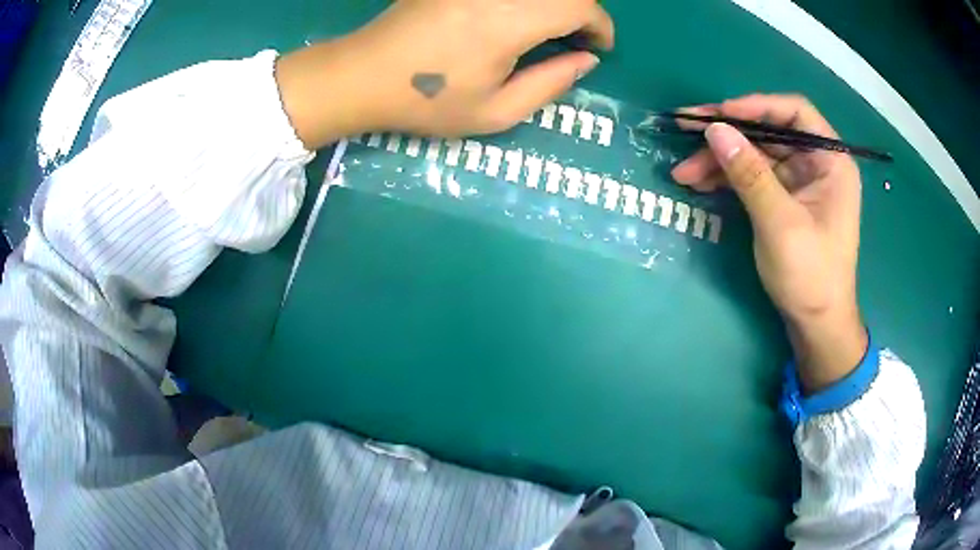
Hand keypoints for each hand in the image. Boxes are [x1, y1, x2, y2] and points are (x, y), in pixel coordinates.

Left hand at [276, 0, 613, 148]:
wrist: (363, 75)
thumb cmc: (427, 101)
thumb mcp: (496, 112)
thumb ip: (550, 84)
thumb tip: (587, 60)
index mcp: (510, 19)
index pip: (580, 6)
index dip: (601, 26)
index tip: (599, 48)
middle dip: (583, 12)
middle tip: (576, 40)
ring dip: (555, 5)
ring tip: (549, 32)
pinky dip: (528, 1)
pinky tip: (517, 19)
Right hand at [671, 94, 867, 392]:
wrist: (816, 325)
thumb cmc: (811, 276)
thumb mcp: (780, 223)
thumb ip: (750, 174)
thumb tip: (715, 129)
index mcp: (830, 162)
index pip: (794, 113)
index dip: (756, 106)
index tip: (720, 115)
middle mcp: (816, 164)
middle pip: (768, 133)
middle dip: (728, 134)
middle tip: (685, 129)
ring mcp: (799, 183)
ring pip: (756, 155)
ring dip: (720, 160)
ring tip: (683, 171)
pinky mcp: (784, 201)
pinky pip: (753, 178)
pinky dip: (727, 179)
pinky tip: (700, 183)